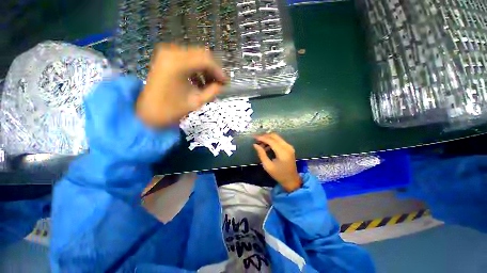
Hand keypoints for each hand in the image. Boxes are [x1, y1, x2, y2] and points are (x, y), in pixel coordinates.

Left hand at [136, 44, 226, 126]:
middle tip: (219, 83)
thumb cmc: (171, 110)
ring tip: (210, 84)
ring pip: (195, 55)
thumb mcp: (196, 101)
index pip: (206, 60)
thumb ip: (212, 91)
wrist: (148, 112)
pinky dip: (196, 69)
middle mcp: (171, 52)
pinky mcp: (165, 57)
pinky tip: (199, 81)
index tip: (226, 82)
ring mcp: (167, 53)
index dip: (219, 71)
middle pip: (201, 54)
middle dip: (213, 69)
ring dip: (205, 69)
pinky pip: (187, 58)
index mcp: (177, 64)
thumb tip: (222, 85)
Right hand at [253, 133, 300, 191]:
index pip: (271, 140)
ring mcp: (289, 146)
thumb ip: (261, 154)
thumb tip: (255, 145)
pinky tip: (266, 146)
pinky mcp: (289, 147)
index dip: (262, 138)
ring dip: (268, 138)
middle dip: (264, 136)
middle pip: (274, 136)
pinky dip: (272, 141)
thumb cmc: (279, 174)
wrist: (291, 180)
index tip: (254, 137)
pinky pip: (279, 140)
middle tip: (256, 139)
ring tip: (260, 144)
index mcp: (282, 152)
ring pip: (277, 137)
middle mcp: (287, 147)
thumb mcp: (267, 166)